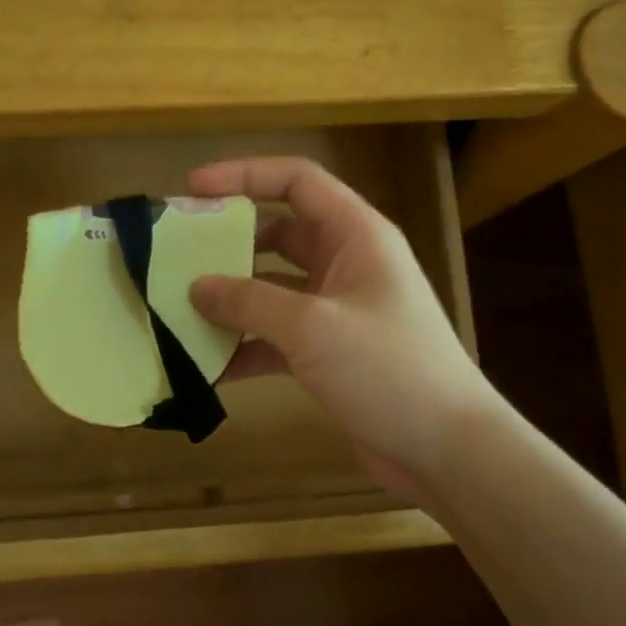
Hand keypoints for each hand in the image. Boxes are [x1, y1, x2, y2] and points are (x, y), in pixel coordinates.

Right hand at [187, 156, 502, 500]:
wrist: (447, 451)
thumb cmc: (388, 370)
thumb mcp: (313, 328)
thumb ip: (250, 301)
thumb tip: (197, 287)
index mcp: (356, 235)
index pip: (297, 181)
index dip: (244, 175)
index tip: (192, 189)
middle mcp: (347, 263)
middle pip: (280, 234)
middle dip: (230, 241)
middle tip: (177, 252)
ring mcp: (338, 310)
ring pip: (273, 288)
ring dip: (232, 298)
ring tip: (180, 307)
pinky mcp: (330, 353)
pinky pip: (277, 336)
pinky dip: (246, 346)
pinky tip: (209, 366)